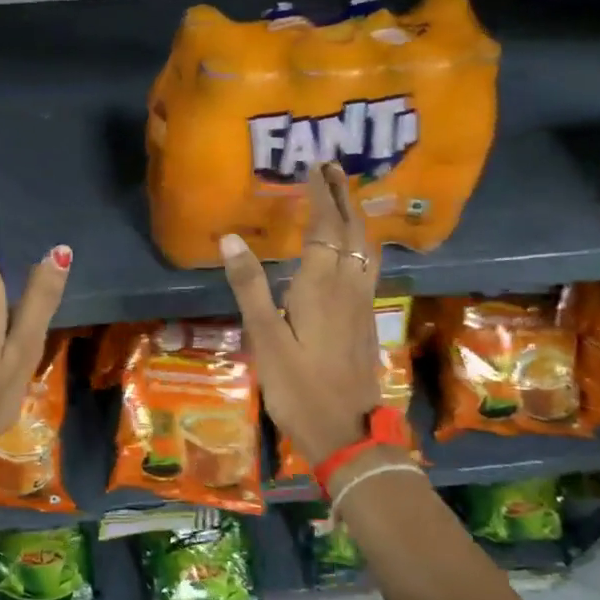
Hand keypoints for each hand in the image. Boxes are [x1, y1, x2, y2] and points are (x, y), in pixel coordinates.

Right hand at [219, 163, 383, 465]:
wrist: (347, 433)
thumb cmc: (298, 387)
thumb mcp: (265, 338)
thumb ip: (249, 286)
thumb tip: (230, 238)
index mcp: (322, 285)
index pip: (325, 227)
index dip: (320, 194)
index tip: (314, 166)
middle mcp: (349, 286)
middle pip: (352, 230)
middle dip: (342, 196)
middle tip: (332, 168)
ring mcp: (363, 303)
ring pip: (367, 247)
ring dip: (356, 216)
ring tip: (345, 197)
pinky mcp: (367, 320)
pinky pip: (369, 265)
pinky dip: (362, 242)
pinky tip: (354, 250)